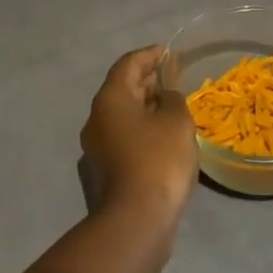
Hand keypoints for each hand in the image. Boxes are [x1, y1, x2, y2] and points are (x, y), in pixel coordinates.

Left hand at [80, 46, 198, 228]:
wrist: (136, 220)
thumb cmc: (158, 160)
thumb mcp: (177, 120)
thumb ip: (173, 99)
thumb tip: (164, 98)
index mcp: (110, 98)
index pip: (128, 64)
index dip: (149, 55)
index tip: (167, 52)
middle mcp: (96, 117)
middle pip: (121, 88)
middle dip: (146, 80)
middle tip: (170, 77)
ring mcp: (96, 146)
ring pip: (121, 115)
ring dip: (143, 107)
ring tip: (169, 106)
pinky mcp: (103, 170)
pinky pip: (122, 137)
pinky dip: (140, 130)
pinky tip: (161, 138)